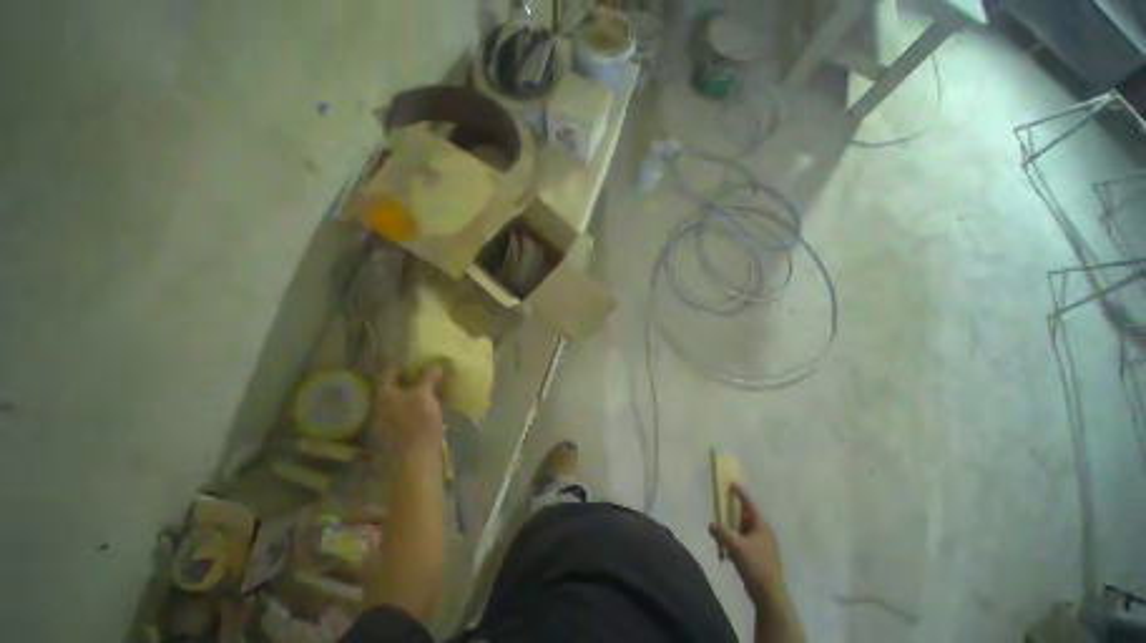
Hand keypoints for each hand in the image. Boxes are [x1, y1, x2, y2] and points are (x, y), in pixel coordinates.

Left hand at [375, 367, 444, 455]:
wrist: (414, 461)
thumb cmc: (418, 423)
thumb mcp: (425, 395)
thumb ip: (428, 378)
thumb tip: (436, 365)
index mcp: (384, 395)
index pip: (389, 373)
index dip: (403, 365)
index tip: (417, 361)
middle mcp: (380, 408)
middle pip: (394, 389)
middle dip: (410, 382)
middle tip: (427, 375)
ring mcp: (386, 424)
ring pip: (400, 403)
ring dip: (413, 397)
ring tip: (431, 393)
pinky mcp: (396, 437)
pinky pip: (405, 417)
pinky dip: (415, 410)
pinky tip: (428, 411)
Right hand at [709, 483, 787, 607]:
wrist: (769, 595)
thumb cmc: (755, 565)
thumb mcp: (736, 546)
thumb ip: (722, 532)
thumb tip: (710, 524)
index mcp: (762, 527)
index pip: (750, 505)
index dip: (741, 494)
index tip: (732, 483)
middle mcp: (764, 533)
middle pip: (748, 516)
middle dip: (735, 510)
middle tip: (723, 502)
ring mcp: (763, 546)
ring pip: (746, 529)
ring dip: (734, 525)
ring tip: (722, 523)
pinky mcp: (759, 557)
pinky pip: (745, 540)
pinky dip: (736, 538)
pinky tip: (727, 544)